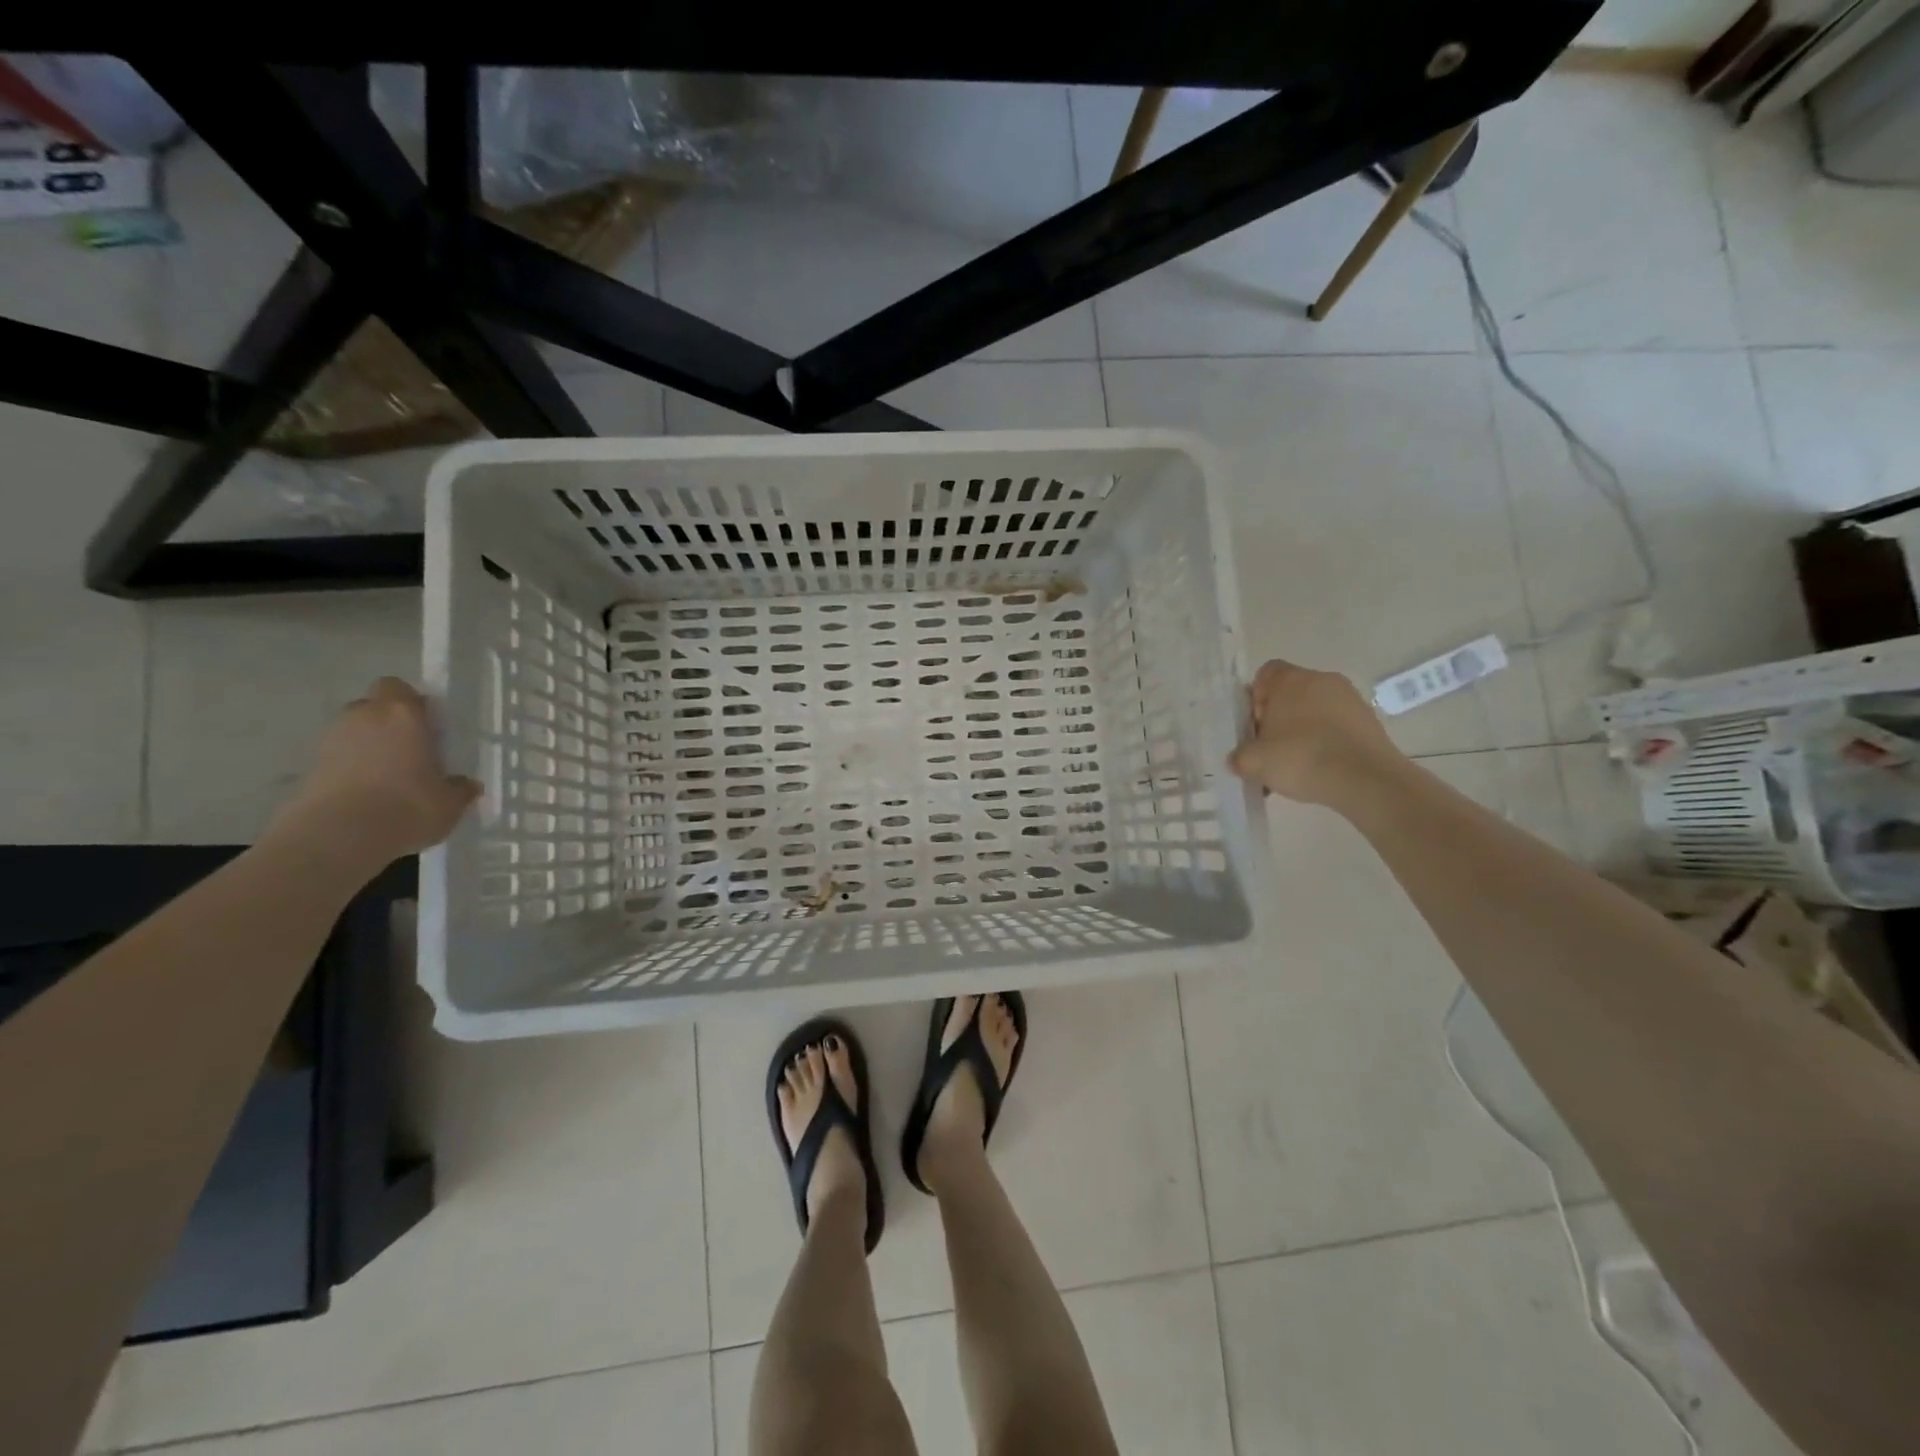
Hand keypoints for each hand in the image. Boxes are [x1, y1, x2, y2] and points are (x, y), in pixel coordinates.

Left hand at [272, 678, 480, 865]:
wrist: (339, 835)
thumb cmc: (408, 806)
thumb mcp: (450, 802)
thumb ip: (459, 788)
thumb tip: (467, 785)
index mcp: (404, 715)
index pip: (399, 688)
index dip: (411, 703)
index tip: (427, 725)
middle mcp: (365, 718)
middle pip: (373, 707)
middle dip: (387, 722)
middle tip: (410, 749)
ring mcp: (331, 741)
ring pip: (353, 732)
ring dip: (368, 746)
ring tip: (388, 776)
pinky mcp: (310, 767)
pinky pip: (338, 758)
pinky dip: (350, 769)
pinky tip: (367, 794)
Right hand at [1227, 659, 1406, 806]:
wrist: (1365, 779)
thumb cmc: (1301, 758)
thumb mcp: (1253, 762)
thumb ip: (1239, 756)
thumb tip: (1239, 758)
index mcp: (1291, 680)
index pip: (1265, 674)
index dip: (1255, 698)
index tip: (1255, 726)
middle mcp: (1322, 680)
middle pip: (1290, 693)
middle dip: (1277, 719)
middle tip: (1271, 749)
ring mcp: (1350, 699)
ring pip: (1314, 711)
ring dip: (1302, 732)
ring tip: (1296, 765)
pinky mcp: (1369, 720)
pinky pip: (1336, 726)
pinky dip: (1325, 742)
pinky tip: (1320, 769)